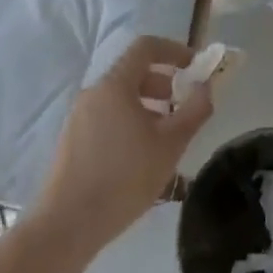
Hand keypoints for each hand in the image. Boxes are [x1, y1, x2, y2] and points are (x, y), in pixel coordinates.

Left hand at [35, 36, 213, 252]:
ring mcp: (79, 117)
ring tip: (168, 137)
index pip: (146, 47)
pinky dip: (131, 121)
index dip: (175, 50)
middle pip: (134, 72)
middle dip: (166, 83)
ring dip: (150, 106)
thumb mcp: (171, 144)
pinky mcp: (73, 140)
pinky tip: (142, 156)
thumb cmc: (124, 178)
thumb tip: (205, 87)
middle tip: (186, 108)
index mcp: (115, 85)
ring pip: (121, 98)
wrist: (67, 225)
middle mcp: (94, 93)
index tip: (196, 68)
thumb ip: (195, 110)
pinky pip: (108, 116)